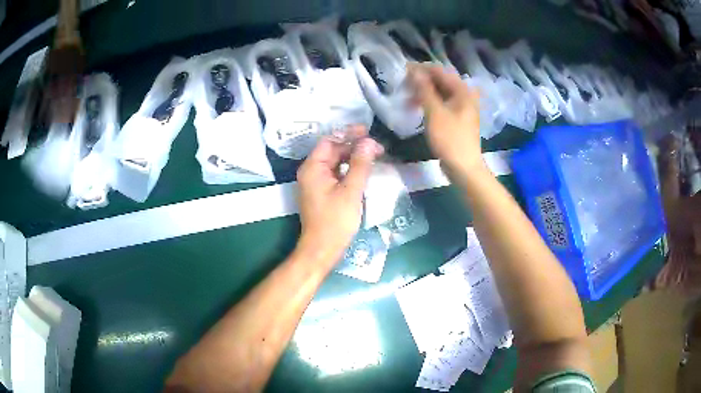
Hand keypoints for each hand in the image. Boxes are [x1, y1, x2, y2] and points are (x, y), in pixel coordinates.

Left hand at [296, 125, 383, 265]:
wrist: (322, 248)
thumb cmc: (335, 220)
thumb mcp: (351, 190)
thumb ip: (361, 164)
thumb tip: (369, 142)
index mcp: (313, 167)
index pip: (330, 141)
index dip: (348, 134)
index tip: (368, 131)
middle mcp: (311, 171)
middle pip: (333, 150)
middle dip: (354, 146)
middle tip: (377, 148)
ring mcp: (315, 182)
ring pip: (336, 162)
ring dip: (353, 157)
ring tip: (374, 156)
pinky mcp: (322, 192)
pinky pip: (336, 174)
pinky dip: (349, 169)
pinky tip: (364, 170)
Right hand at [408, 64, 485, 175]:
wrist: (463, 167)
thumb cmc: (450, 138)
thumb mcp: (434, 112)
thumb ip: (424, 89)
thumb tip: (414, 71)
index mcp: (462, 91)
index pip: (439, 71)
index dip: (421, 69)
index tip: (402, 72)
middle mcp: (464, 95)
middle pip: (440, 81)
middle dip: (421, 81)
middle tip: (403, 87)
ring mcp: (462, 107)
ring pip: (440, 93)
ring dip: (424, 93)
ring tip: (407, 100)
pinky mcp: (457, 118)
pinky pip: (442, 104)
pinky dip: (430, 103)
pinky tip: (418, 108)